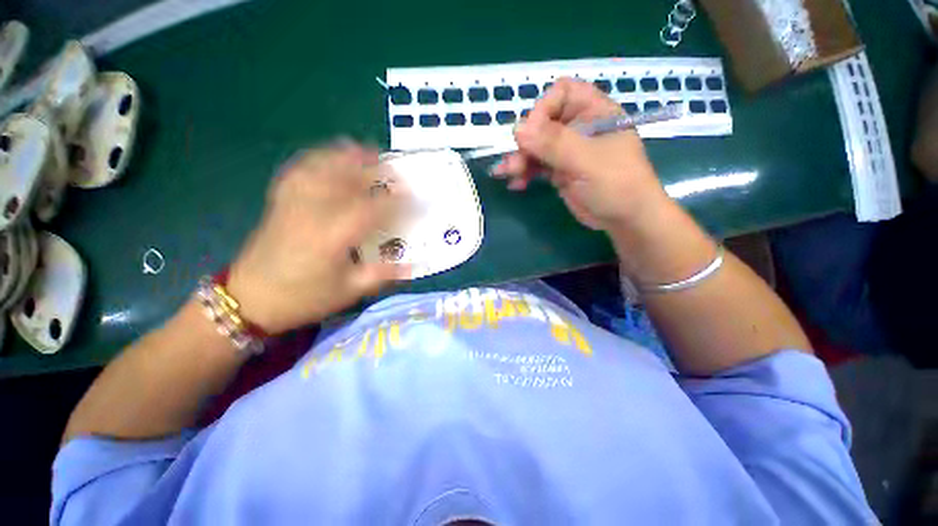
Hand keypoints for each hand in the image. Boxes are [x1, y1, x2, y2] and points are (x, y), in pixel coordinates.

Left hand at [227, 144, 406, 334]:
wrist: (249, 299)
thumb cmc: (304, 298)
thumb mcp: (349, 291)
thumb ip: (382, 275)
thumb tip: (412, 267)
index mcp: (333, 236)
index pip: (372, 209)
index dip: (398, 202)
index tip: (416, 199)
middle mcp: (313, 212)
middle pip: (347, 179)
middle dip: (375, 170)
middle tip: (397, 170)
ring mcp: (293, 203)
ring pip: (322, 168)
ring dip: (347, 156)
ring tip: (367, 150)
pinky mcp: (280, 202)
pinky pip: (299, 171)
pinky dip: (317, 158)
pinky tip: (329, 156)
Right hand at [493, 78, 669, 232]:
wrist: (624, 219)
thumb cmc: (615, 184)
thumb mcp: (586, 160)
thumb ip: (553, 143)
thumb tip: (517, 129)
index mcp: (594, 112)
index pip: (562, 93)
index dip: (543, 109)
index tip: (532, 134)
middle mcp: (579, 127)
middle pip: (543, 122)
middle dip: (526, 142)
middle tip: (514, 162)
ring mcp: (568, 151)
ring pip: (536, 146)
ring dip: (519, 159)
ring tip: (504, 173)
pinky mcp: (560, 171)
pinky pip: (537, 166)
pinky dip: (524, 173)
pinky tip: (514, 183)